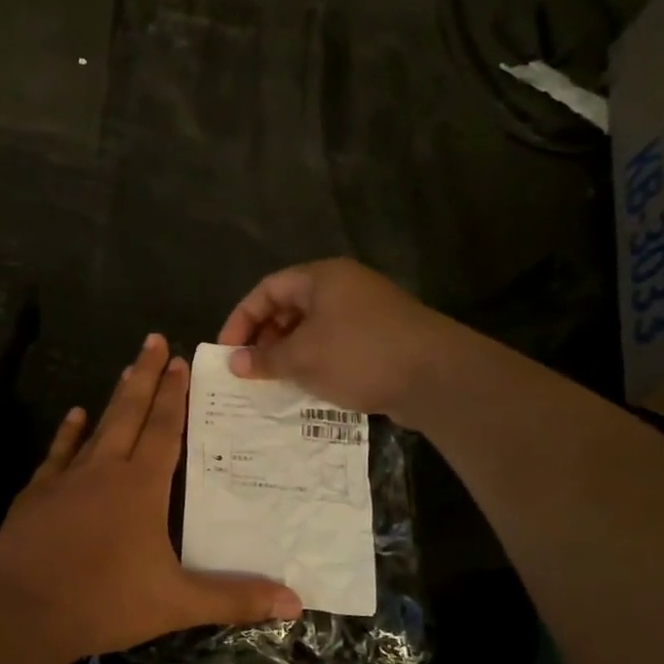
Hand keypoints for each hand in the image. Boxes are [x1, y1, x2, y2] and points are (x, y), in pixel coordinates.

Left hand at [0, 335, 302, 663]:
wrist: (24, 612)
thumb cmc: (105, 602)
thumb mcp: (176, 604)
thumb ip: (234, 598)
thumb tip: (295, 602)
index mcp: (141, 488)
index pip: (164, 430)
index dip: (173, 396)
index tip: (179, 360)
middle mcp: (104, 471)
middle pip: (130, 413)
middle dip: (145, 376)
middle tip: (153, 340)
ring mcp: (66, 479)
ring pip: (97, 427)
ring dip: (114, 399)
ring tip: (126, 369)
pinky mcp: (36, 494)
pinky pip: (58, 453)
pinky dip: (68, 433)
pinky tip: (74, 416)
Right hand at [218, 258, 452, 417]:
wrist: (436, 376)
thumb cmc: (359, 355)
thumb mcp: (303, 358)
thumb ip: (265, 359)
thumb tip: (234, 363)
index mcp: (322, 278)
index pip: (267, 289)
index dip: (241, 318)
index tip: (227, 350)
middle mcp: (343, 287)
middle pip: (290, 306)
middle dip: (265, 337)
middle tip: (250, 367)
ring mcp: (366, 311)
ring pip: (313, 327)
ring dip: (289, 352)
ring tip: (274, 380)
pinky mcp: (381, 337)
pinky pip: (335, 343)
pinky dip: (316, 360)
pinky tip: (308, 385)